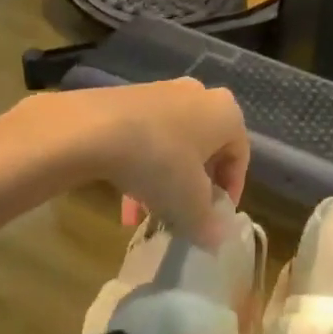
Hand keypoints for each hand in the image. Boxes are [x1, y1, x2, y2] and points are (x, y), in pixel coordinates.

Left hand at [52, 80, 248, 245]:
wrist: (92, 129)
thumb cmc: (160, 162)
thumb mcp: (190, 204)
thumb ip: (209, 225)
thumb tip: (217, 240)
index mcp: (226, 113)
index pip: (240, 157)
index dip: (230, 193)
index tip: (214, 219)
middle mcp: (199, 95)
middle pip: (204, 151)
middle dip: (192, 189)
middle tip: (181, 216)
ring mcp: (161, 93)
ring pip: (172, 146)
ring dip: (164, 182)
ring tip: (146, 214)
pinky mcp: (128, 98)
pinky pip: (145, 137)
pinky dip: (141, 166)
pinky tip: (124, 197)